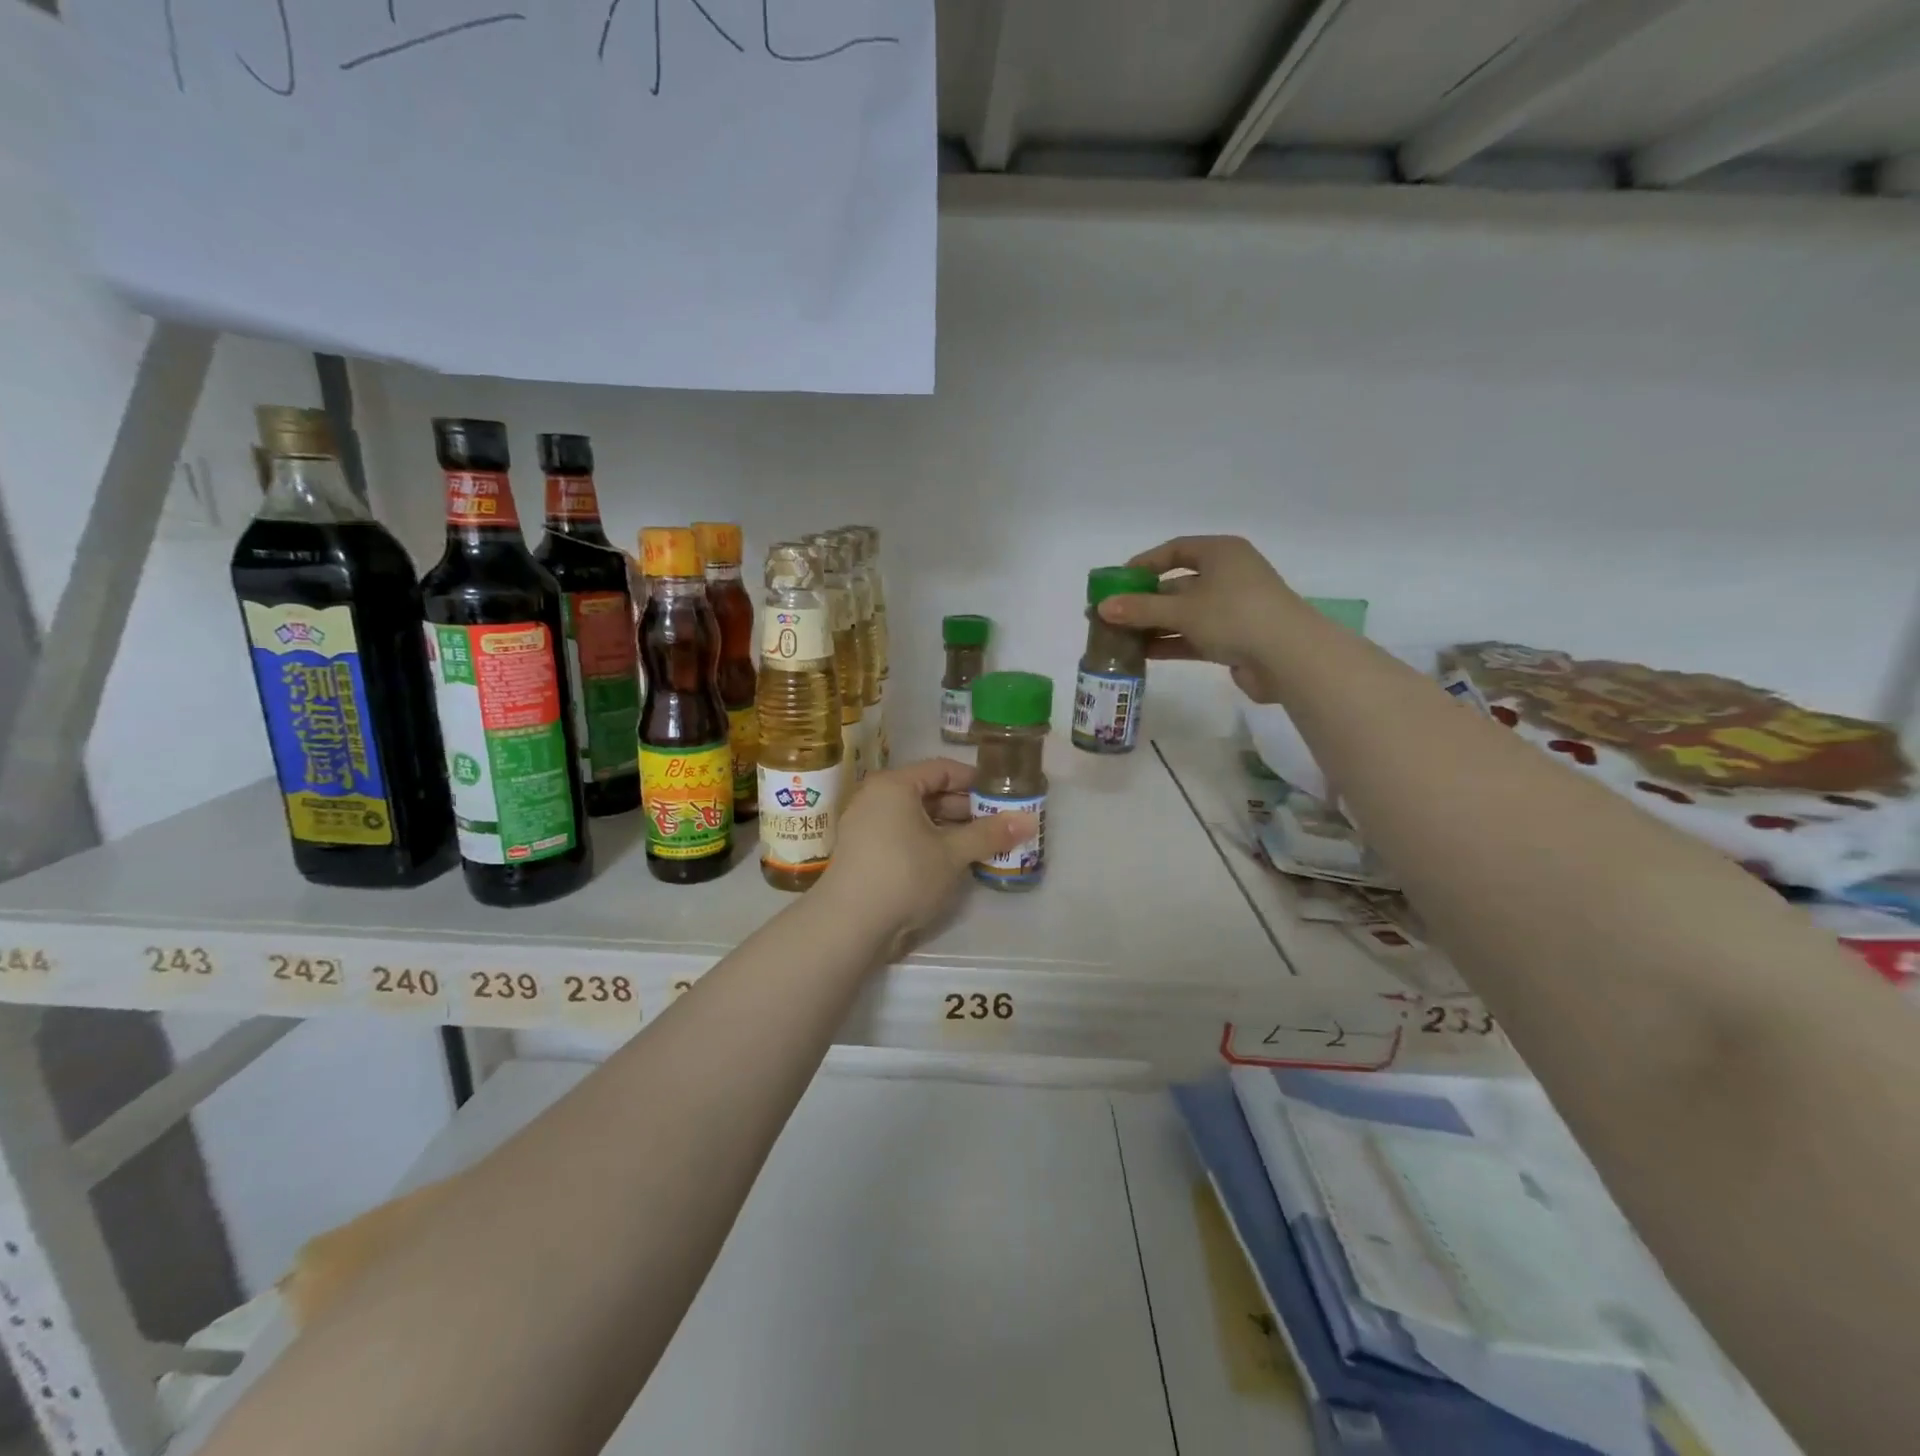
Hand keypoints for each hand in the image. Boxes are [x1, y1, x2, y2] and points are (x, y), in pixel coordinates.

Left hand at [816, 759, 1037, 956]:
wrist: (849, 924)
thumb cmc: (904, 875)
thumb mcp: (952, 853)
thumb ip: (989, 834)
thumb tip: (1029, 821)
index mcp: (895, 785)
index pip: (942, 769)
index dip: (975, 780)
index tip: (1003, 794)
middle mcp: (876, 798)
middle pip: (929, 793)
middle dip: (966, 808)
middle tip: (999, 822)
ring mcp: (866, 826)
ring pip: (917, 818)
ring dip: (951, 829)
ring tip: (984, 844)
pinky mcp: (865, 853)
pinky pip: (904, 836)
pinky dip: (930, 843)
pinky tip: (954, 861)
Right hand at [1095, 535, 1307, 702]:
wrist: (1288, 657)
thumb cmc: (1235, 616)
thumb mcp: (1182, 610)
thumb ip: (1140, 609)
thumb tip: (1102, 608)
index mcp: (1220, 553)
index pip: (1175, 550)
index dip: (1144, 563)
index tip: (1117, 582)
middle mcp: (1228, 575)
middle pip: (1177, 584)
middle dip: (1145, 601)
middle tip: (1113, 615)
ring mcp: (1232, 608)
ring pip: (1184, 613)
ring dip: (1154, 625)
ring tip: (1120, 638)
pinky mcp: (1234, 638)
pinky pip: (1194, 635)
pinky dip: (1171, 642)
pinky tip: (1143, 654)